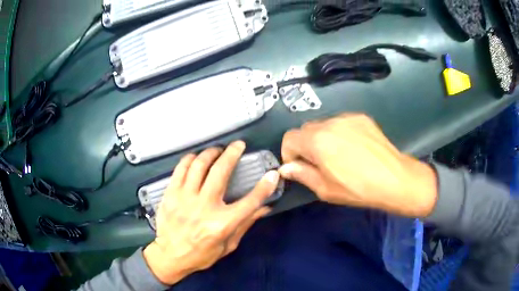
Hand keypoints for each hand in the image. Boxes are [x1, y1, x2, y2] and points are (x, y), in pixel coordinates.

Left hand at [143, 141, 278, 284]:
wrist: (170, 256)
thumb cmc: (202, 254)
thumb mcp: (228, 245)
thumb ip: (245, 224)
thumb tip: (265, 208)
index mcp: (222, 224)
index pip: (250, 202)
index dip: (264, 186)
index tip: (272, 173)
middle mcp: (204, 207)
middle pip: (221, 172)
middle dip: (232, 153)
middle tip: (238, 145)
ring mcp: (184, 198)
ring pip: (199, 165)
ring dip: (211, 153)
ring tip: (217, 150)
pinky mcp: (170, 194)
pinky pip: (180, 169)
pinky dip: (190, 159)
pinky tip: (196, 158)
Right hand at [279, 113, 436, 217]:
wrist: (394, 179)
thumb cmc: (358, 189)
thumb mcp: (325, 189)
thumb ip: (302, 175)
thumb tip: (286, 168)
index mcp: (317, 141)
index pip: (289, 138)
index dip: (289, 154)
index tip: (299, 167)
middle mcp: (329, 123)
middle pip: (305, 129)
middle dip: (306, 146)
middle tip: (319, 164)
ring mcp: (347, 118)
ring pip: (324, 125)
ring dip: (323, 138)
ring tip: (339, 155)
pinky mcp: (361, 117)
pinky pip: (341, 123)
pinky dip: (339, 133)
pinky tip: (353, 148)